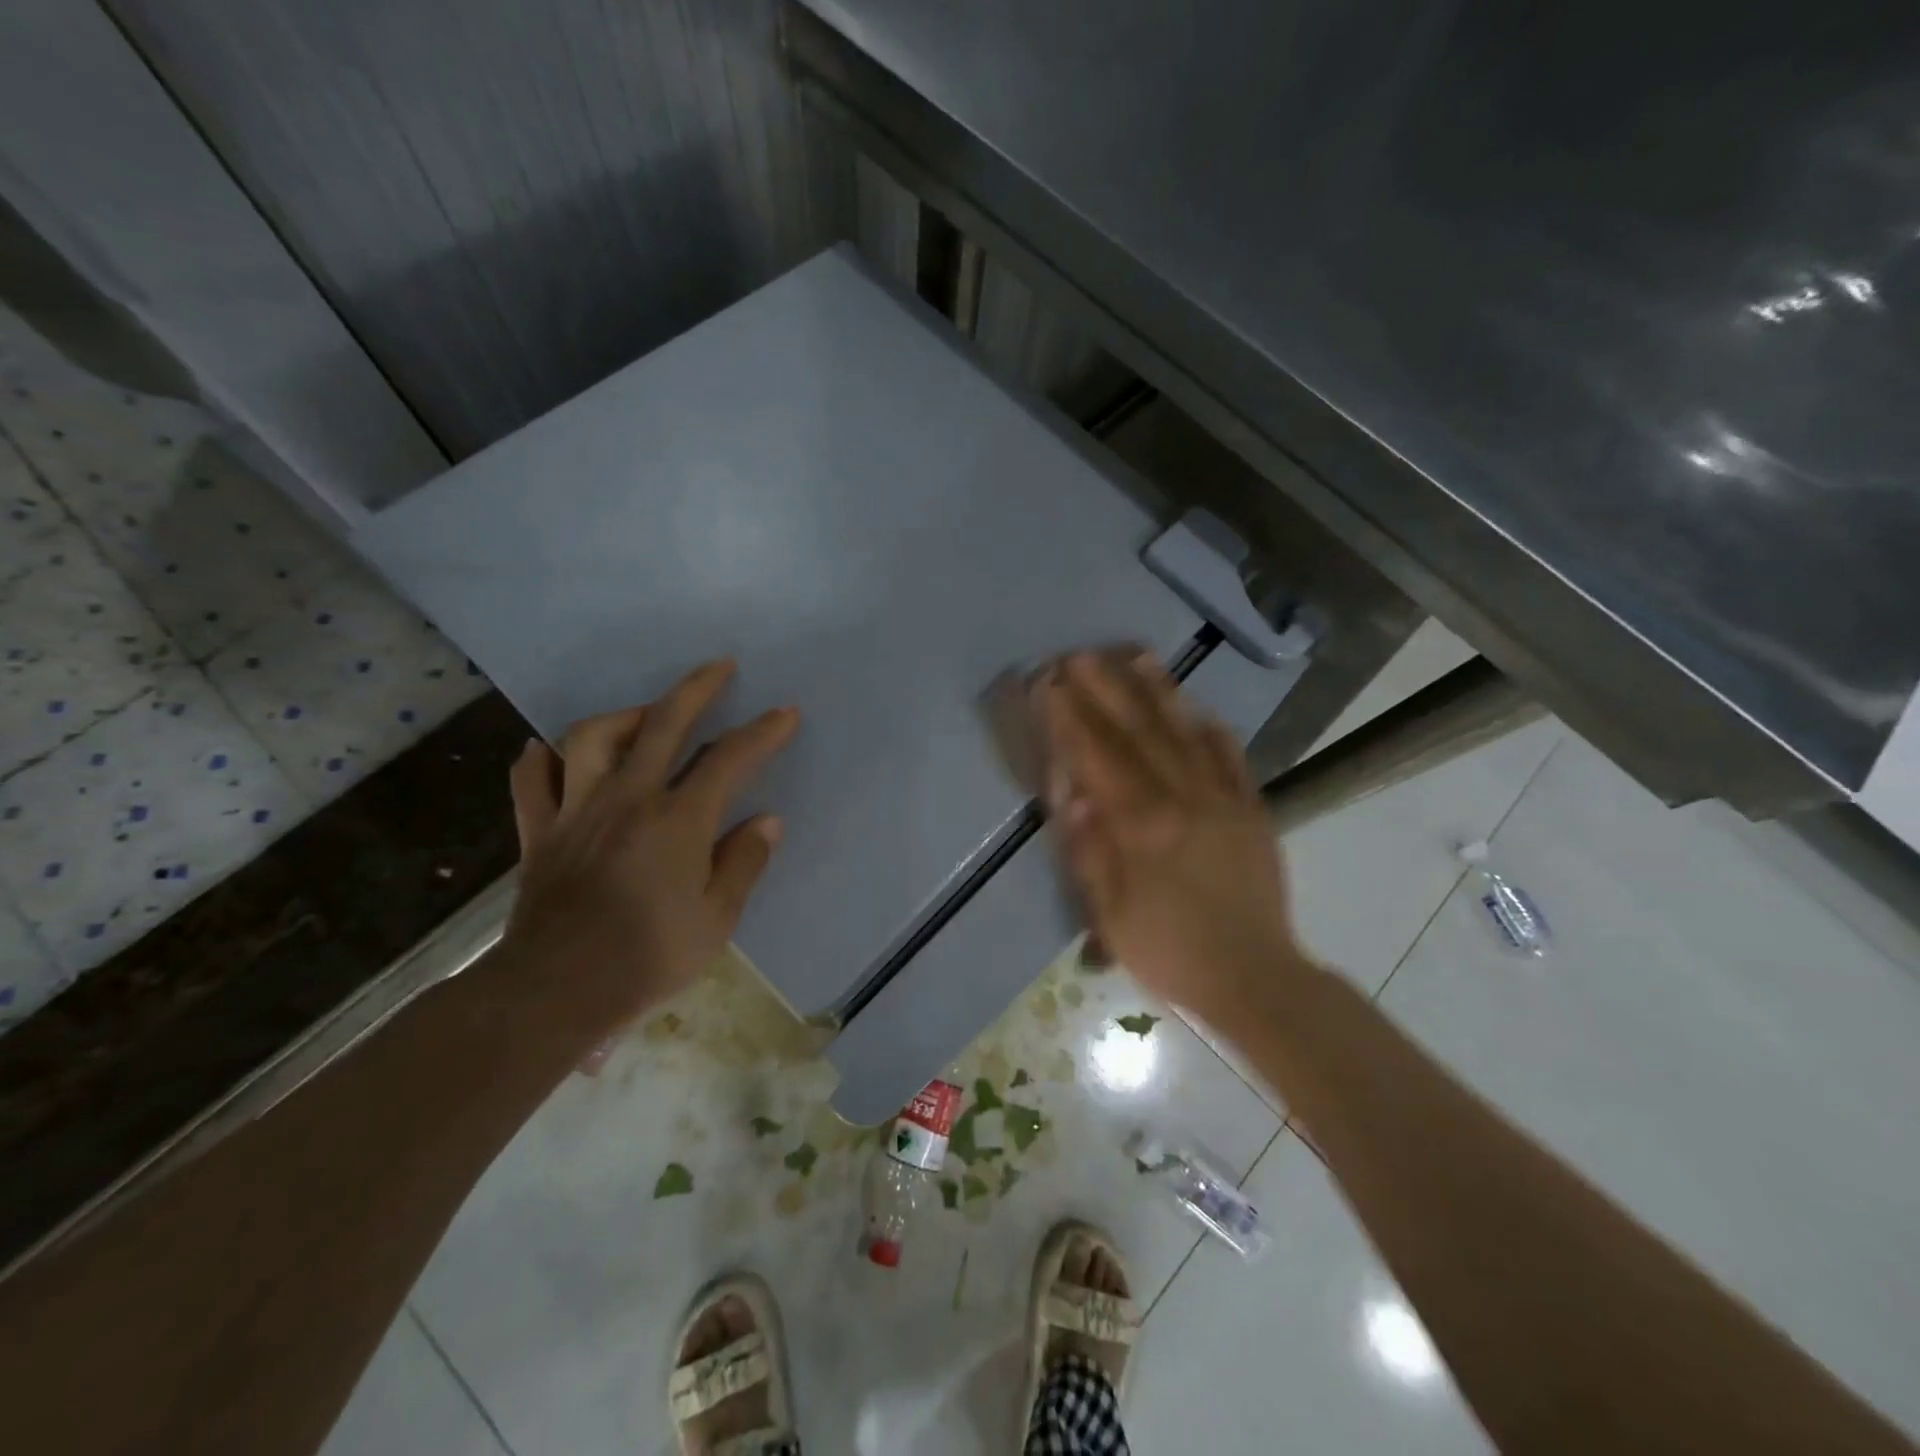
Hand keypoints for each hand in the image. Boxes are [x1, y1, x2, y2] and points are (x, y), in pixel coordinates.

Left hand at [498, 659, 797, 1045]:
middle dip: (697, 689)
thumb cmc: (648, 957)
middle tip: (720, 666)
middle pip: (663, 724)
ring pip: (592, 738)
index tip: (785, 713)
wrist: (556, 990)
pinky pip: (532, 780)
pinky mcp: (539, 831)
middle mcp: (628, 799)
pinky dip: (543, 758)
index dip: (762, 732)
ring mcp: (577, 810)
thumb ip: (743, 863)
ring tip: (645, 715)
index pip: (729, 760)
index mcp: (678, 821)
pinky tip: (553, 751)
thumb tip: (766, 821)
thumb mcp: (716, 919)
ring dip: (624, 716)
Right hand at [1038, 651, 1306, 1021]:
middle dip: (1104, 689)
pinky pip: (1230, 757)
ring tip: (1135, 654)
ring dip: (1157, 691)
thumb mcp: (1111, 914)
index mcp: (1140, 826)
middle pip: (1137, 732)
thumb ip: (1088, 851)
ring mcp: (1222, 799)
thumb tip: (1070, 793)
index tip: (1048, 684)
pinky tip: (1196, 707)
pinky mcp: (1252, 809)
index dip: (1068, 718)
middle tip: (1079, 655)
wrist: (1254, 978)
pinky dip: (1211, 728)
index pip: (1096, 757)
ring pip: (1184, 732)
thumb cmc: (1169, 951)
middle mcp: (1182, 798)